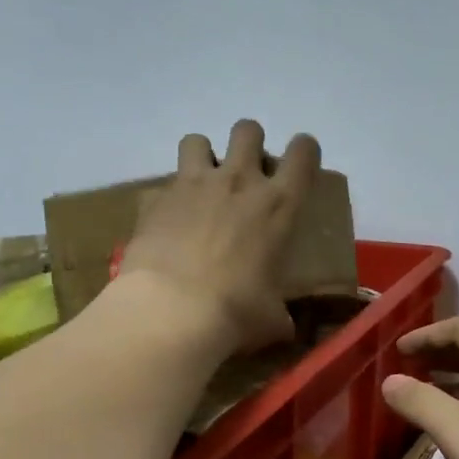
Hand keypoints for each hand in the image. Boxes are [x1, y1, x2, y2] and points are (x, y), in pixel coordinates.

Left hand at [117, 120, 319, 353]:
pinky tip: (167, 225)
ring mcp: (192, 185)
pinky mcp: (155, 199)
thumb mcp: (272, 317)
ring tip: (202, 188)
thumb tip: (284, 328)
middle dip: (250, 144)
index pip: (303, 152)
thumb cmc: (236, 312)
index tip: (299, 168)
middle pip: (248, 130)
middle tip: (247, 176)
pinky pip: (161, 186)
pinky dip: (166, 200)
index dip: (303, 152)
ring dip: (203, 158)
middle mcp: (239, 182)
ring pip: (197, 140)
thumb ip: (280, 313)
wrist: (172, 311)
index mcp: (279, 205)